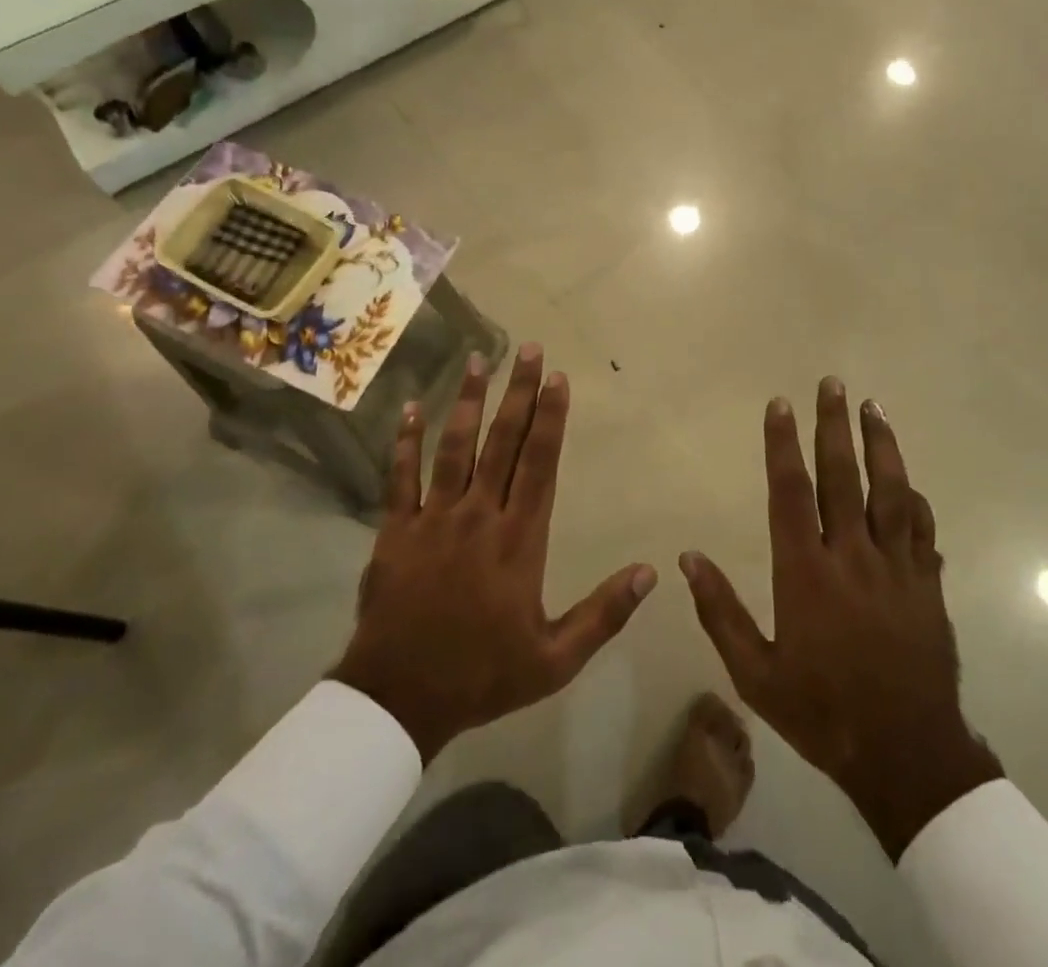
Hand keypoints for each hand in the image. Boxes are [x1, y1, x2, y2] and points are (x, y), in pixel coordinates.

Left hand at [329, 346, 656, 761]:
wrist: (400, 699)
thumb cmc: (482, 675)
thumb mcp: (555, 659)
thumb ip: (604, 614)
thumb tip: (651, 572)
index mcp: (519, 539)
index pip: (540, 464)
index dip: (551, 418)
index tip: (558, 378)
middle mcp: (479, 515)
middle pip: (502, 442)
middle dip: (519, 392)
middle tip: (528, 348)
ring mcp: (434, 518)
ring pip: (454, 447)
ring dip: (469, 401)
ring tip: (479, 360)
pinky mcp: (396, 529)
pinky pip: (400, 477)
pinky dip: (405, 440)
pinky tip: (412, 406)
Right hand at [680, 377, 1003, 859]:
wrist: (906, 757)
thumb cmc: (822, 712)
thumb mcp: (755, 674)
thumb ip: (720, 612)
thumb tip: (688, 558)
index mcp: (806, 572)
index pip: (791, 491)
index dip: (783, 444)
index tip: (780, 404)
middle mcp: (852, 557)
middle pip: (843, 476)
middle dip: (834, 425)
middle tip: (832, 383)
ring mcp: (897, 568)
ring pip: (890, 492)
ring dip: (881, 445)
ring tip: (873, 407)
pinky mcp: (928, 586)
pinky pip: (922, 531)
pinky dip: (914, 501)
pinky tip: (909, 482)